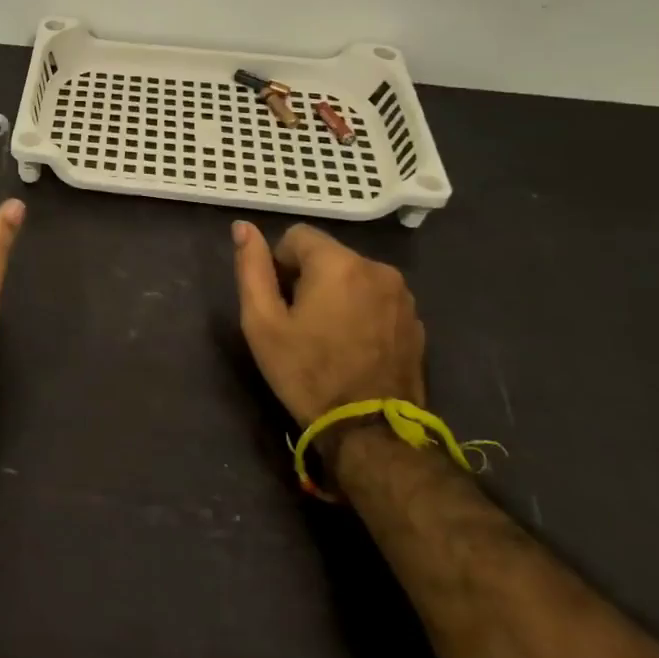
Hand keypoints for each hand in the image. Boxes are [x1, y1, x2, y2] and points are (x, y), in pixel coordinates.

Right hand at [231, 220, 425, 427]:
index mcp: (338, 264)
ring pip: (353, 276)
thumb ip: (251, 268)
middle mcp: (377, 268)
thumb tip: (243, 227)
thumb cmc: (306, 372)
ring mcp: (402, 295)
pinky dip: (359, 310)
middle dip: (308, 278)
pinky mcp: (415, 320)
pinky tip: (351, 346)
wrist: (369, 430)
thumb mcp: (262, 322)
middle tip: (298, 322)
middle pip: (327, 255)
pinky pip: (376, 298)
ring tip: (326, 335)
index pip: (297, 236)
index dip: (279, 263)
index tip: (278, 300)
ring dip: (335, 292)